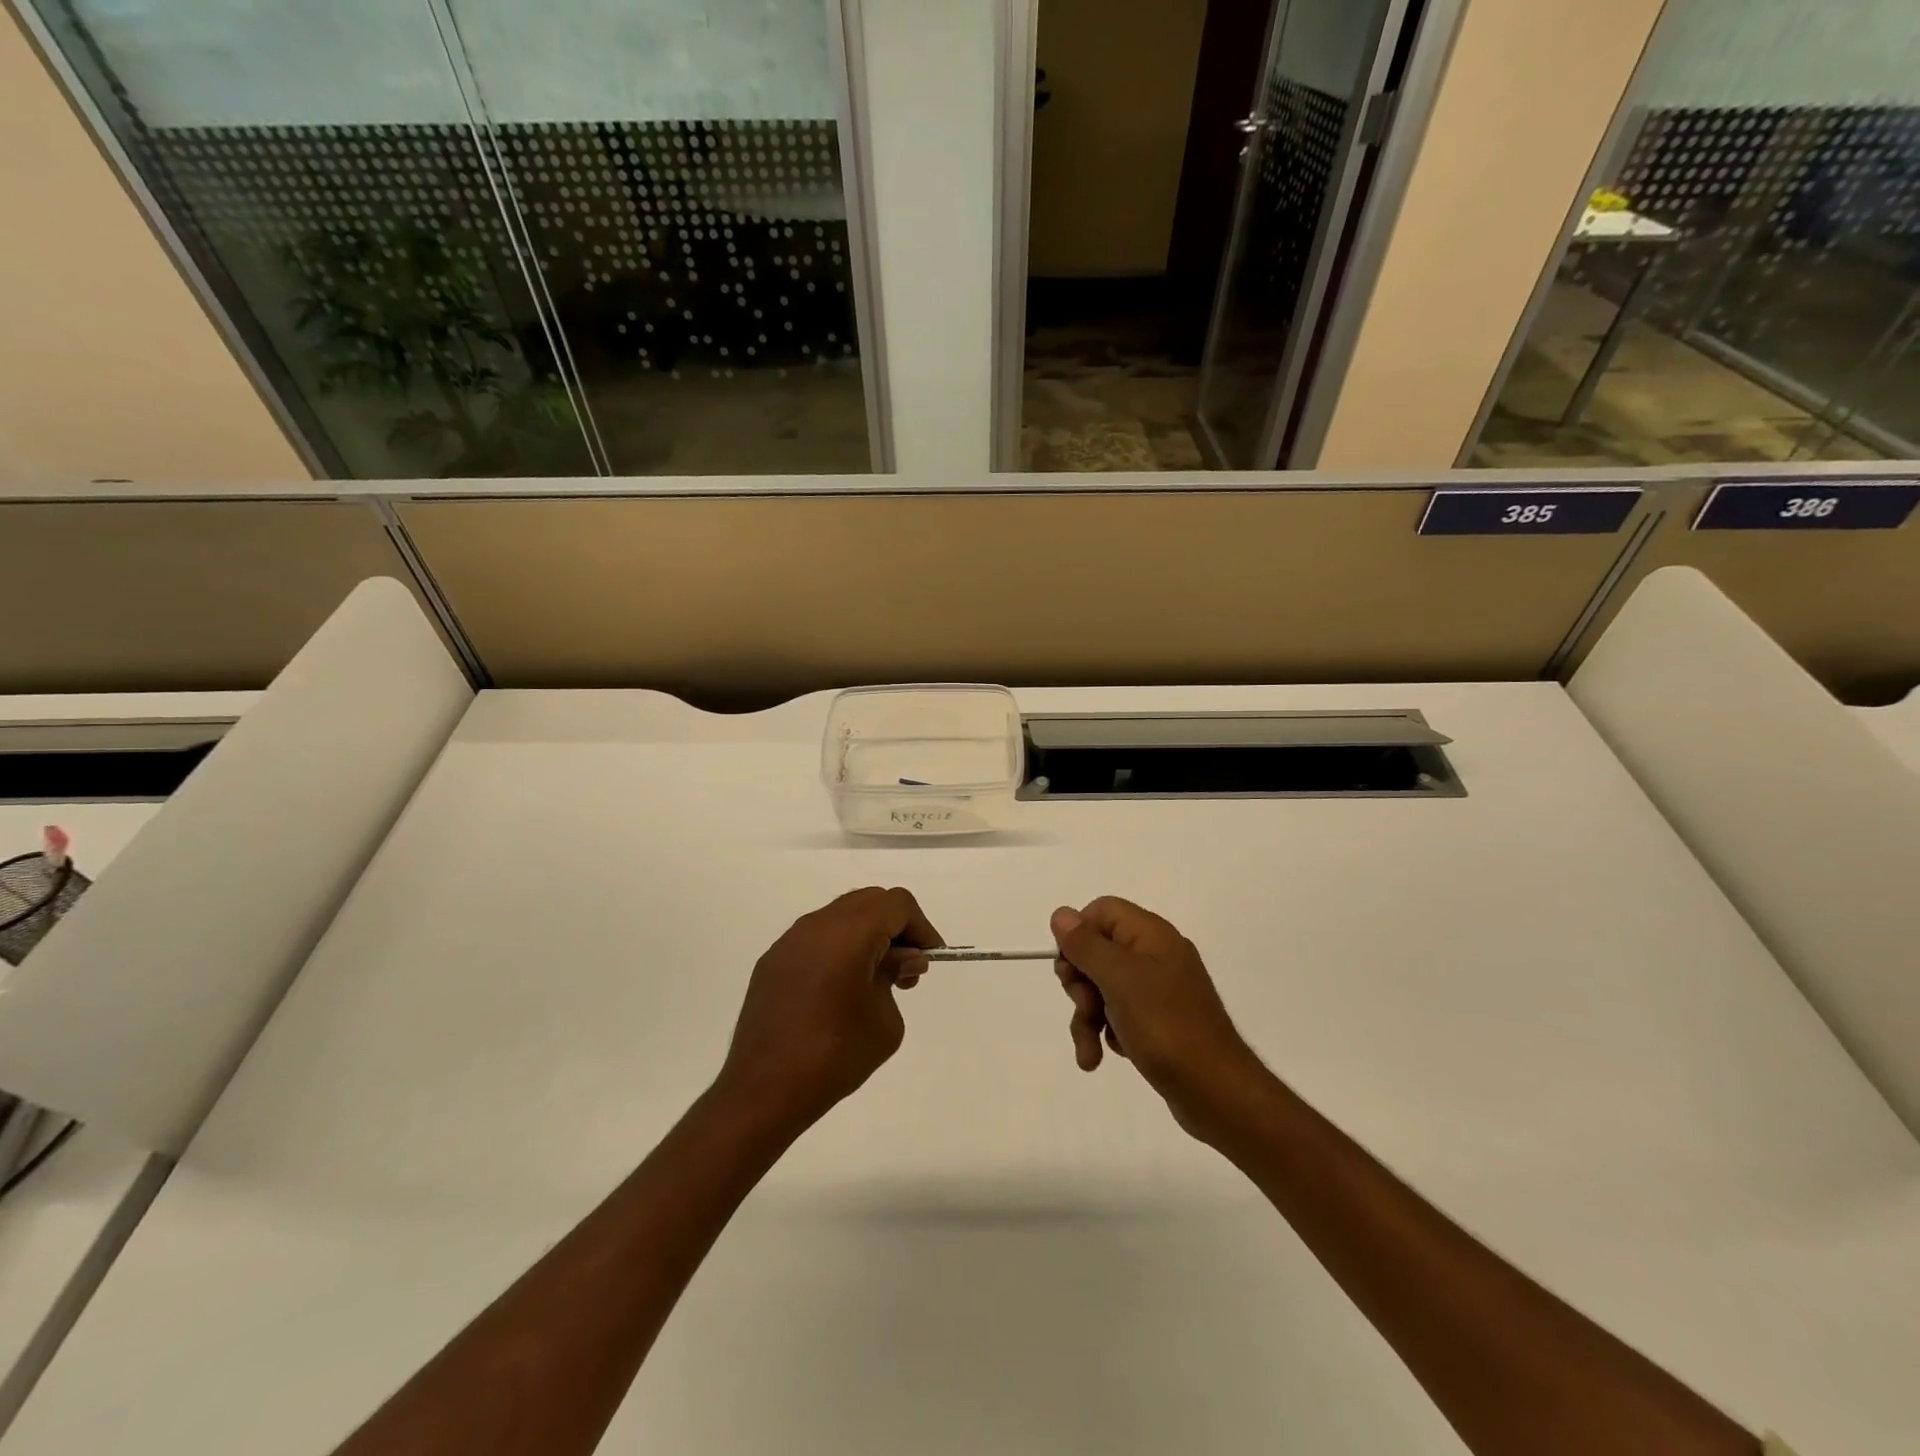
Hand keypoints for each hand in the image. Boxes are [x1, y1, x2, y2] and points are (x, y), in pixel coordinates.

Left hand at [716, 887, 942, 1129]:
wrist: (763, 1090)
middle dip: (895, 927)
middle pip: (869, 901)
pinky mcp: (773, 961)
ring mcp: (789, 941)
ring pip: (841, 916)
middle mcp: (817, 925)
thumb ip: (897, 977)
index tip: (929, 959)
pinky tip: (841, 989)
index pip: (897, 904)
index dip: (921, 927)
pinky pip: (816, 938)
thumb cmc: (834, 1055)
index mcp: (849, 933)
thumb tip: (900, 959)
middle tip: (906, 968)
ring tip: (876, 980)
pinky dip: (839, 948)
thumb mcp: (885, 1021)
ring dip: (867, 935)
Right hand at [1050, 897, 1267, 1140]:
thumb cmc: (1166, 1027)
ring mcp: (1158, 990)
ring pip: (1103, 988)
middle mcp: (1155, 955)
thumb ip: (1086, 944)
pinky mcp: (1158, 1021)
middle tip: (1085, 1008)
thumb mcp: (1119, 980)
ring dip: (1087, 1018)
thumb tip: (1061, 913)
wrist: (1217, 1092)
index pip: (1101, 911)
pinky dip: (1107, 1033)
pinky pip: (1119, 1014)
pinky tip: (1108, 1056)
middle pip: (1097, 951)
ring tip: (1090, 1054)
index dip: (1078, 935)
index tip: (1070, 968)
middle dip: (1080, 984)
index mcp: (1151, 935)